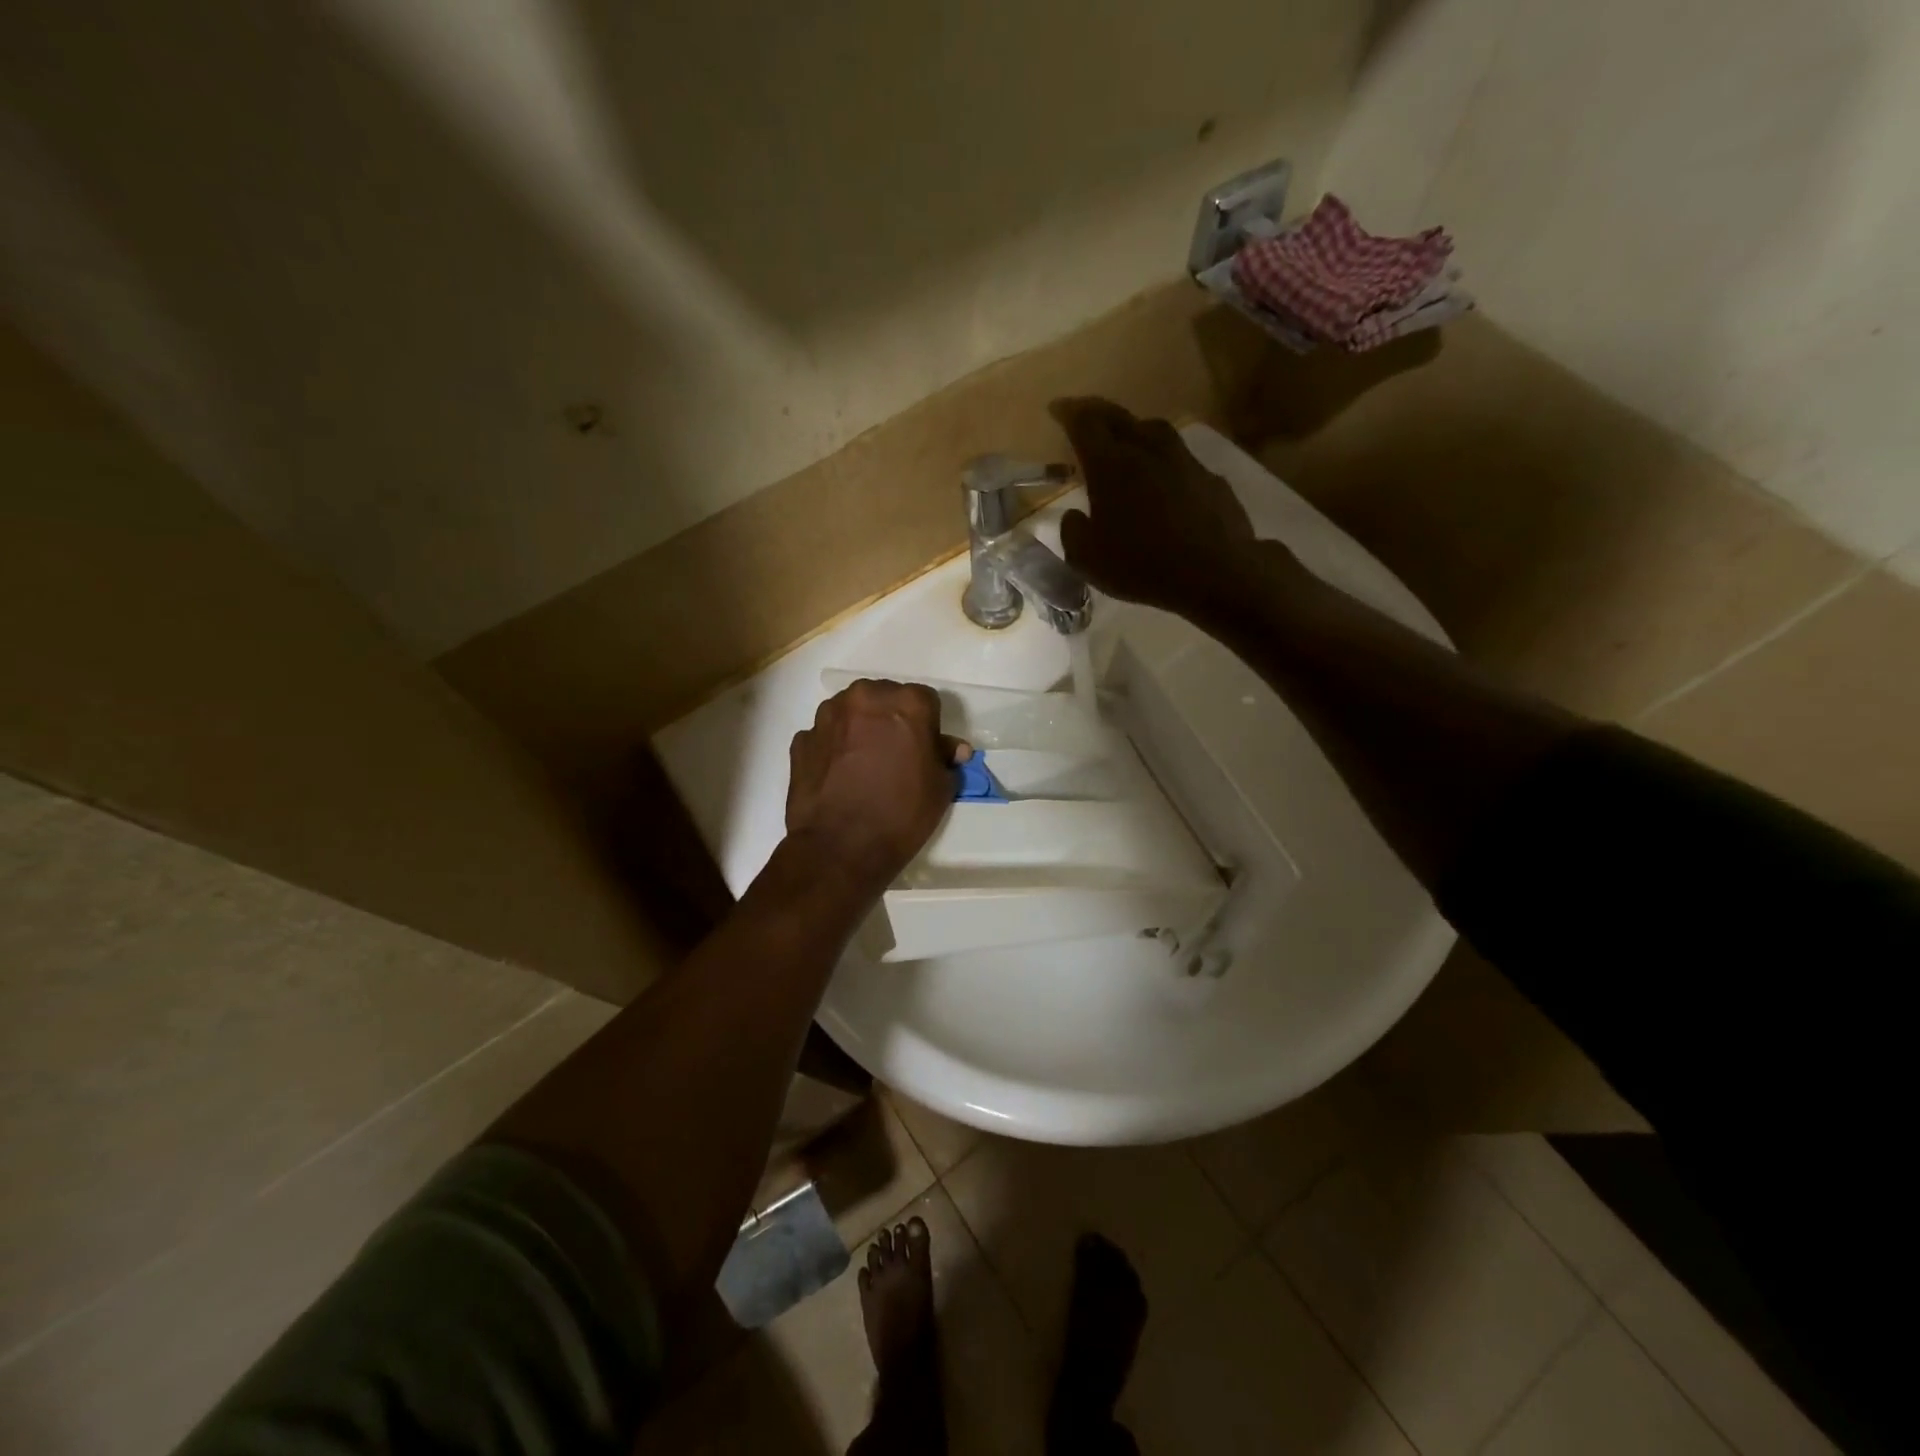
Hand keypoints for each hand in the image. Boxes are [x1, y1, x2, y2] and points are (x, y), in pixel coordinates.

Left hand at [786, 680, 967, 891]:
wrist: (840, 848)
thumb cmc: (901, 815)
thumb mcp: (941, 789)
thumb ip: (946, 758)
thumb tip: (952, 749)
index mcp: (907, 703)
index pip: (925, 700)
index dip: (927, 725)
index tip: (924, 749)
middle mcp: (865, 697)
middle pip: (884, 698)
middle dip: (890, 719)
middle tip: (894, 754)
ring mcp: (827, 716)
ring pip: (851, 712)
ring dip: (859, 728)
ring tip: (863, 764)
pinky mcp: (801, 739)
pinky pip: (825, 735)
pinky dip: (833, 748)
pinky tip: (839, 776)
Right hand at [1053, 397, 1287, 618]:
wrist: (1215, 573)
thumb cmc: (1141, 565)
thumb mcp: (1087, 560)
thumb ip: (1073, 532)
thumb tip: (1074, 516)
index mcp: (1111, 466)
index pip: (1084, 425)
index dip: (1068, 413)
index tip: (1057, 409)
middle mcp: (1147, 452)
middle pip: (1119, 418)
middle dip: (1097, 412)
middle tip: (1084, 414)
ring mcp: (1184, 462)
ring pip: (1154, 431)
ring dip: (1135, 430)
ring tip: (1126, 440)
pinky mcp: (1210, 479)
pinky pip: (1180, 459)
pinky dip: (1164, 461)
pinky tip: (1164, 478)